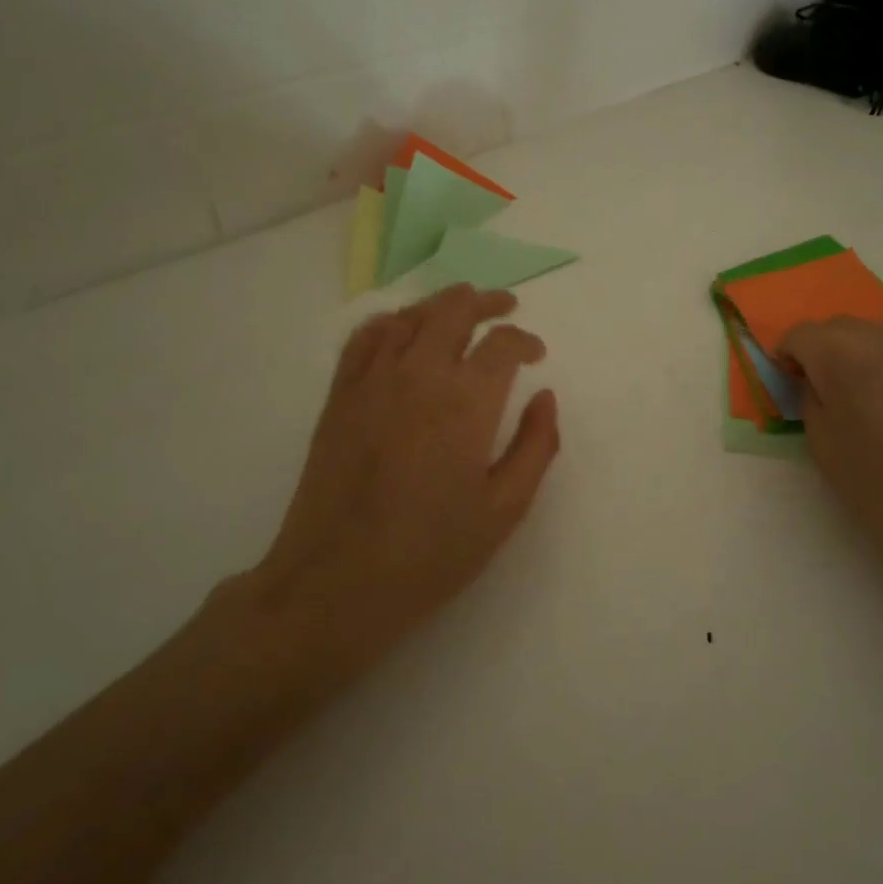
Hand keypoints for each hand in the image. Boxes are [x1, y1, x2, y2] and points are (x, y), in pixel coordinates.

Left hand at [216, 285, 560, 682]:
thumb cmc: (432, 552)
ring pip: (410, 316)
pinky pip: (364, 338)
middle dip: (486, 302)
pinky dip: (390, 322)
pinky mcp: (339, 396)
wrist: (338, 581)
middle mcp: (419, 375)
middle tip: (505, 307)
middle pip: (454, 310)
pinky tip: (402, 329)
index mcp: (467, 402)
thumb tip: (545, 397)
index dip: (524, 341)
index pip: (502, 344)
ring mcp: (372, 381)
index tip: (536, 354)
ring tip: (461, 310)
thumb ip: (536, 446)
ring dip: (441, 305)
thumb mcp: (505, 509)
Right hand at [780, 318, 882, 582]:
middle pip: (839, 327)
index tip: (787, 384)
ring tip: (858, 398)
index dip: (786, 356)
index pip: (800, 334)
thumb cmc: (879, 485)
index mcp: (842, 354)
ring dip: (857, 356)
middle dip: (821, 350)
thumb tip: (813, 381)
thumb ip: (809, 399)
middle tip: (819, 390)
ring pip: (876, 336)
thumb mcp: (822, 444)